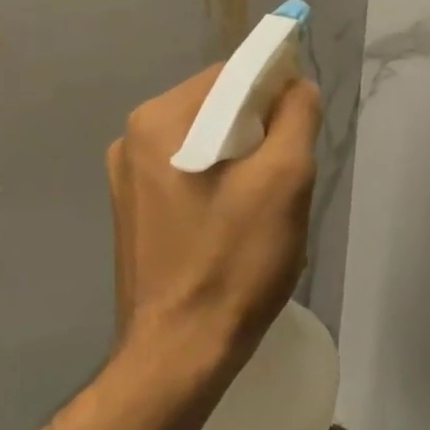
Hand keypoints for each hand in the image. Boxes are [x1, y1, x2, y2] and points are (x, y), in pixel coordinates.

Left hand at [106, 67, 320, 372]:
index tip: (301, 129)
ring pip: (206, 143)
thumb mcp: (285, 179)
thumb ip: (296, 115)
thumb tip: (295, 84)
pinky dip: (221, 183)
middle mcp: (132, 139)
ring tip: (265, 205)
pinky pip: (189, 174)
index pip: (231, 74)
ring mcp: (127, 179)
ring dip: (244, 159)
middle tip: (287, 175)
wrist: (179, 354)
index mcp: (158, 120)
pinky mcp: (134, 212)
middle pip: (216, 107)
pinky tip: (236, 223)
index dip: (275, 90)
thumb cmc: (234, 262)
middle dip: (260, 131)